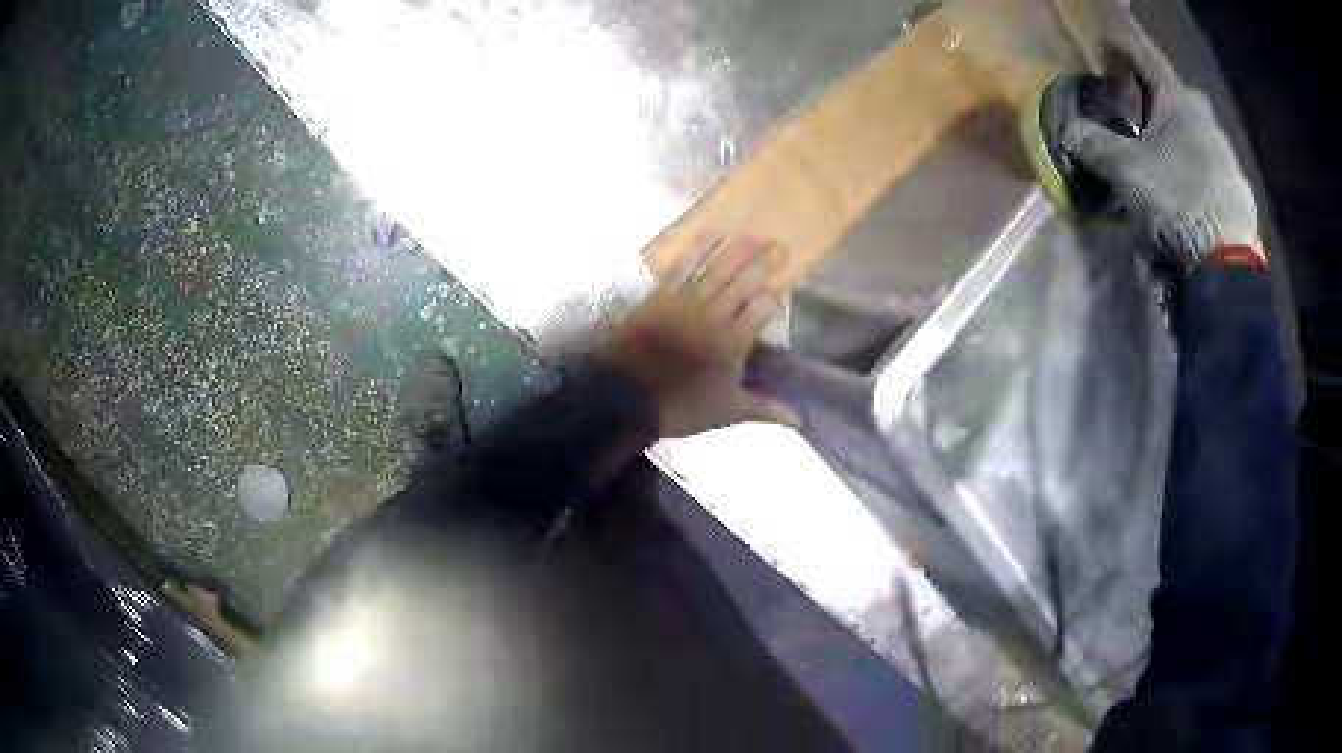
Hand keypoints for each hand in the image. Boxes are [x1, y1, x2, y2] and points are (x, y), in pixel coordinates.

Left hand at [593, 233, 802, 437]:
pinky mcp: (661, 296)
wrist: (624, 396)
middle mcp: (714, 316)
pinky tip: (711, 233)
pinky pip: (682, 267)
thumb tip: (802, 421)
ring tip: (755, 235)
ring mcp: (686, 302)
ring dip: (737, 252)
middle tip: (781, 245)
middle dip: (764, 265)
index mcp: (733, 343)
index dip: (773, 296)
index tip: (785, 284)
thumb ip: (766, 408)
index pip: (760, 311)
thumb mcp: (727, 411)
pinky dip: (696, 249)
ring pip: (717, 271)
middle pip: (743, 285)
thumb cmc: (680, 406)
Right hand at [1062, 41, 1259, 268]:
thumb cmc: (1176, 200)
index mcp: (1178, 100)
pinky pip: (1205, 164)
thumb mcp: (1125, 171)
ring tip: (1154, 153)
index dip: (1121, 47)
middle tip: (1130, 107)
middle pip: (1171, 94)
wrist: (1227, 263)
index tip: (1103, 46)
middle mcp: (1205, 118)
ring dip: (1170, 134)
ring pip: (1190, 131)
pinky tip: (1179, 186)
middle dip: (1149, 96)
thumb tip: (1068, 131)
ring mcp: (1225, 155)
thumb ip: (1093, 144)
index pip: (1145, 57)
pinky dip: (1188, 165)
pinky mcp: (1236, 190)